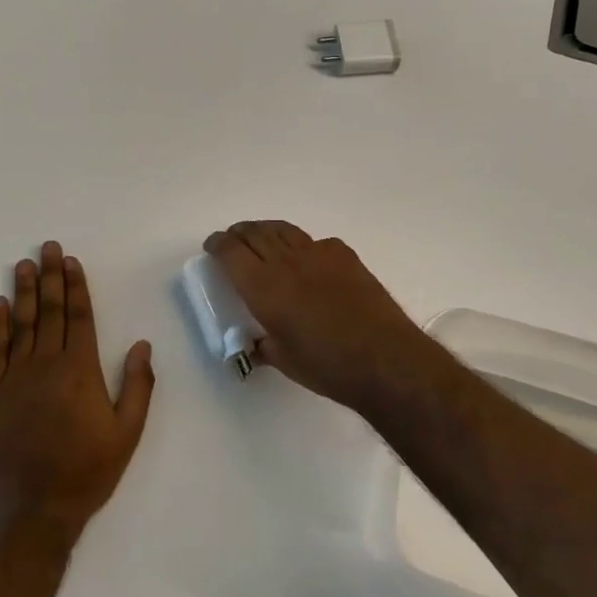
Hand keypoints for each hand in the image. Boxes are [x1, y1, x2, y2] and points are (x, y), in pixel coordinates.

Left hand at [0, 242, 155, 536]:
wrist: (30, 509)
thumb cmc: (86, 472)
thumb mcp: (127, 433)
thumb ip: (137, 386)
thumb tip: (141, 345)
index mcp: (80, 371)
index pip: (79, 317)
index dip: (76, 287)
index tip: (72, 261)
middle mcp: (46, 364)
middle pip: (50, 312)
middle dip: (51, 277)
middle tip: (47, 247)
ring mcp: (16, 377)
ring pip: (22, 324)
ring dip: (24, 291)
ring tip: (24, 264)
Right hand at [204, 221, 440, 414]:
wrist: (384, 357)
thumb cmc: (327, 366)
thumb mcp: (284, 361)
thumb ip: (264, 346)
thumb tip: (257, 344)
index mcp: (264, 287)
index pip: (231, 252)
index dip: (218, 244)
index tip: (212, 246)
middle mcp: (287, 262)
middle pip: (255, 233)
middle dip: (239, 233)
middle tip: (232, 240)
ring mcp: (318, 254)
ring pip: (284, 230)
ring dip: (266, 231)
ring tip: (261, 238)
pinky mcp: (345, 256)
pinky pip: (315, 242)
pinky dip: (301, 245)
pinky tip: (306, 260)